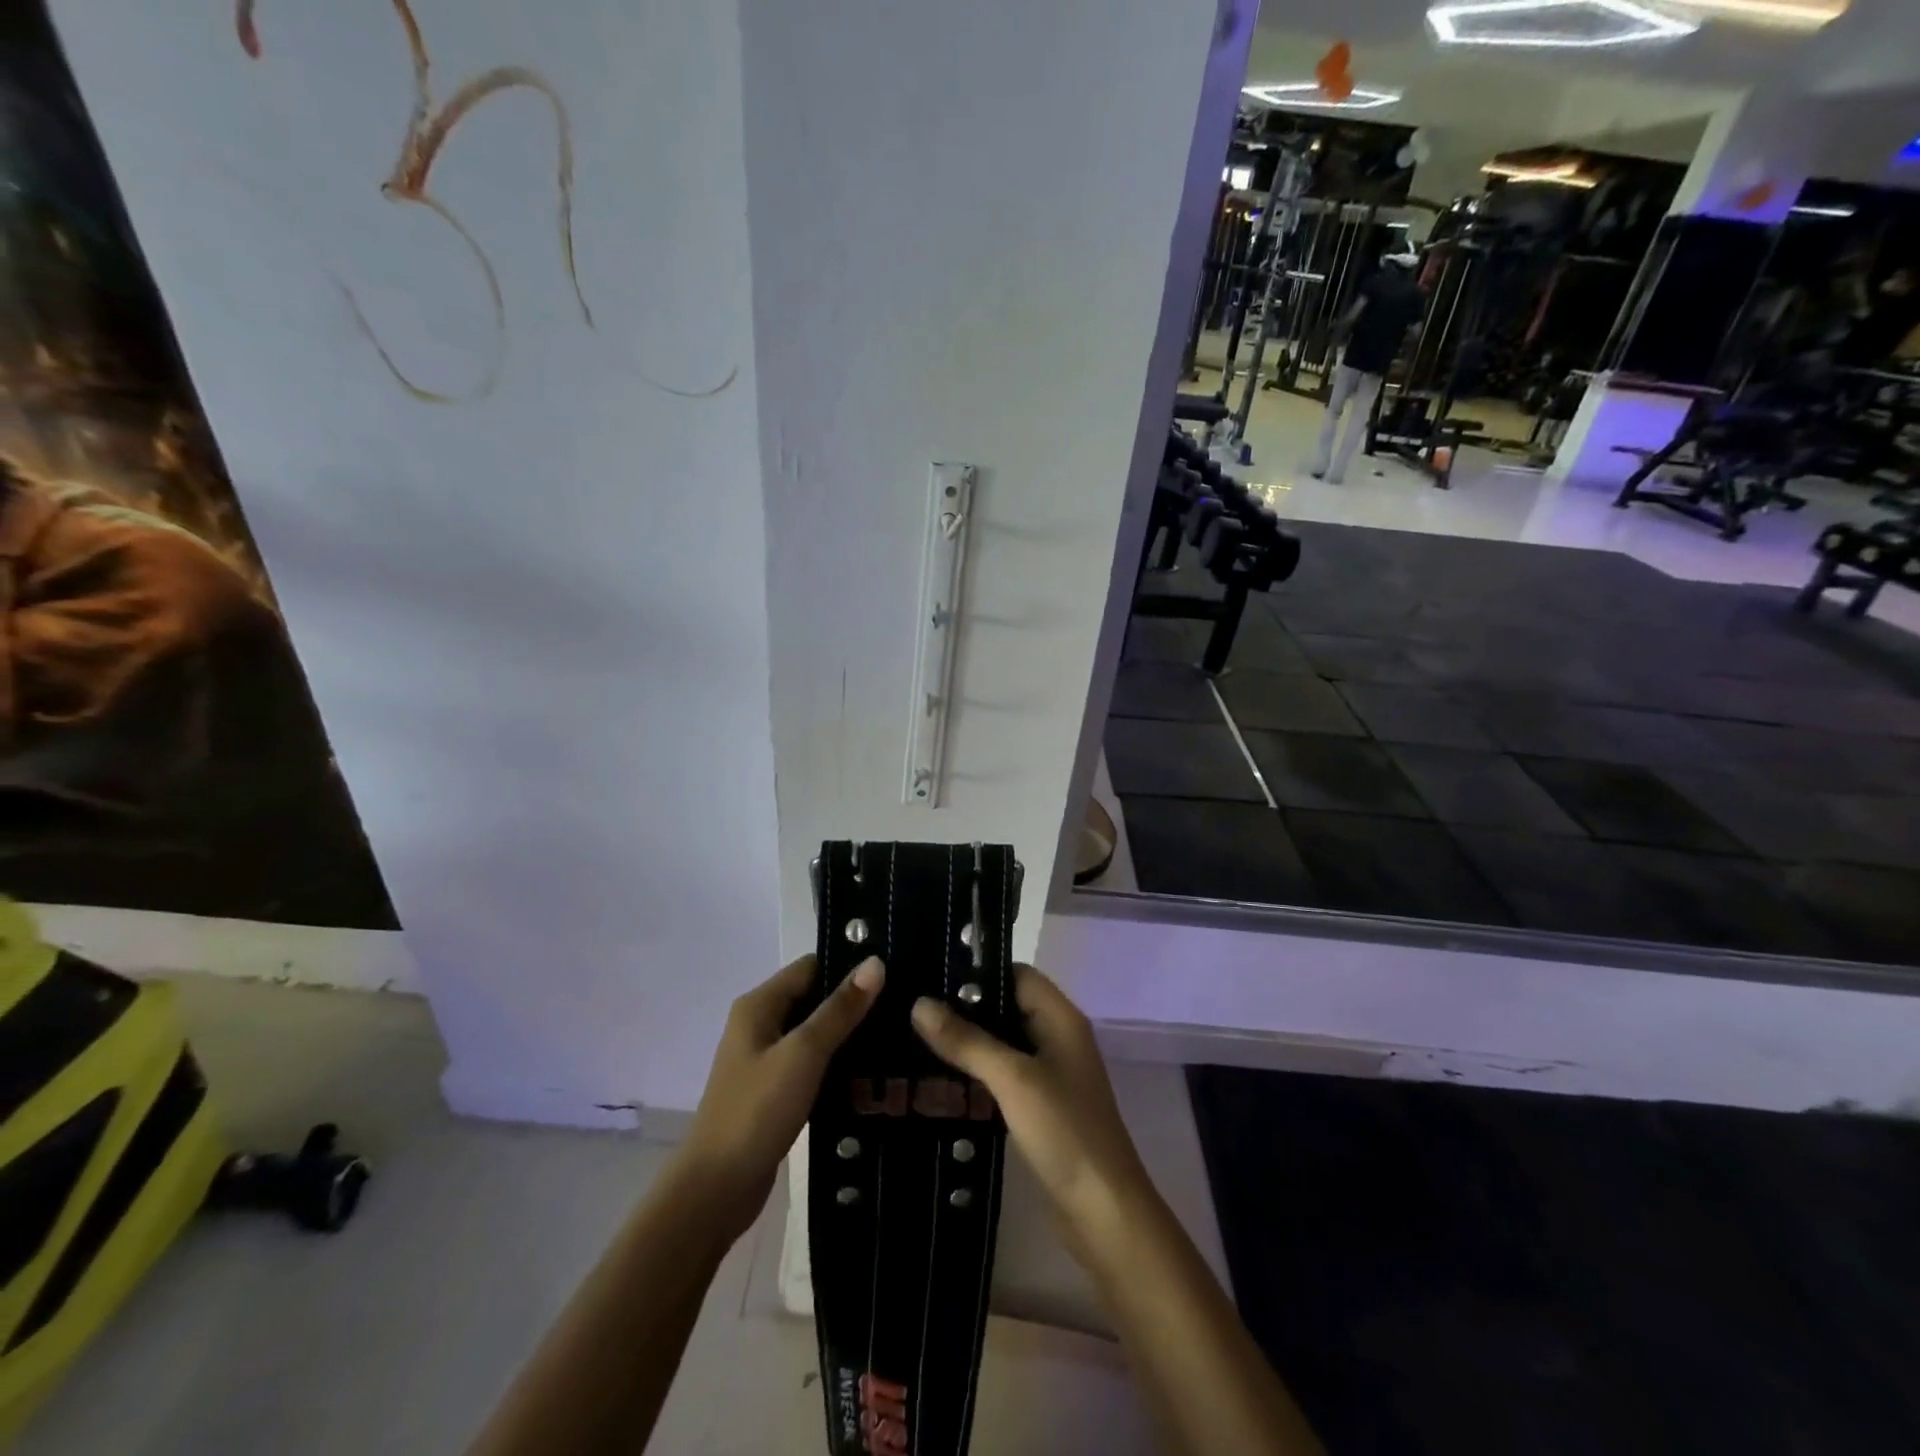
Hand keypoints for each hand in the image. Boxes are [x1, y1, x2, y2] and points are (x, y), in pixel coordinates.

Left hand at [679, 954, 883, 1242]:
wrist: (716, 1190)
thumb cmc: (757, 1111)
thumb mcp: (804, 1053)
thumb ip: (840, 1009)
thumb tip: (875, 963)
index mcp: (759, 1005)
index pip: (811, 966)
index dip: (848, 966)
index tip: (892, 972)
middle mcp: (759, 1024)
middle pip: (813, 997)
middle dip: (853, 1001)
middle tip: (903, 1006)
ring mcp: (764, 1060)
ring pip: (814, 1033)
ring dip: (848, 1034)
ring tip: (896, 1035)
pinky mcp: (773, 1092)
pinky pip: (811, 1064)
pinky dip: (836, 1064)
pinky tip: (870, 1072)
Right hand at [910, 966, 1150, 1257]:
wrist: (1104, 1214)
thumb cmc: (1065, 1132)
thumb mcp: (1013, 1079)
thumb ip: (967, 1040)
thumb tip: (919, 1003)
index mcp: (1061, 1018)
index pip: (1015, 973)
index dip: (977, 970)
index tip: (930, 973)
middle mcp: (1057, 1037)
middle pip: (1006, 1006)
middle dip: (963, 1007)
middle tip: (910, 1006)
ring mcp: (1049, 1073)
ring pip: (1001, 1042)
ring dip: (965, 1041)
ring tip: (912, 1038)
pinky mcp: (1039, 1106)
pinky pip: (1002, 1075)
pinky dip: (974, 1073)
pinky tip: (937, 1079)